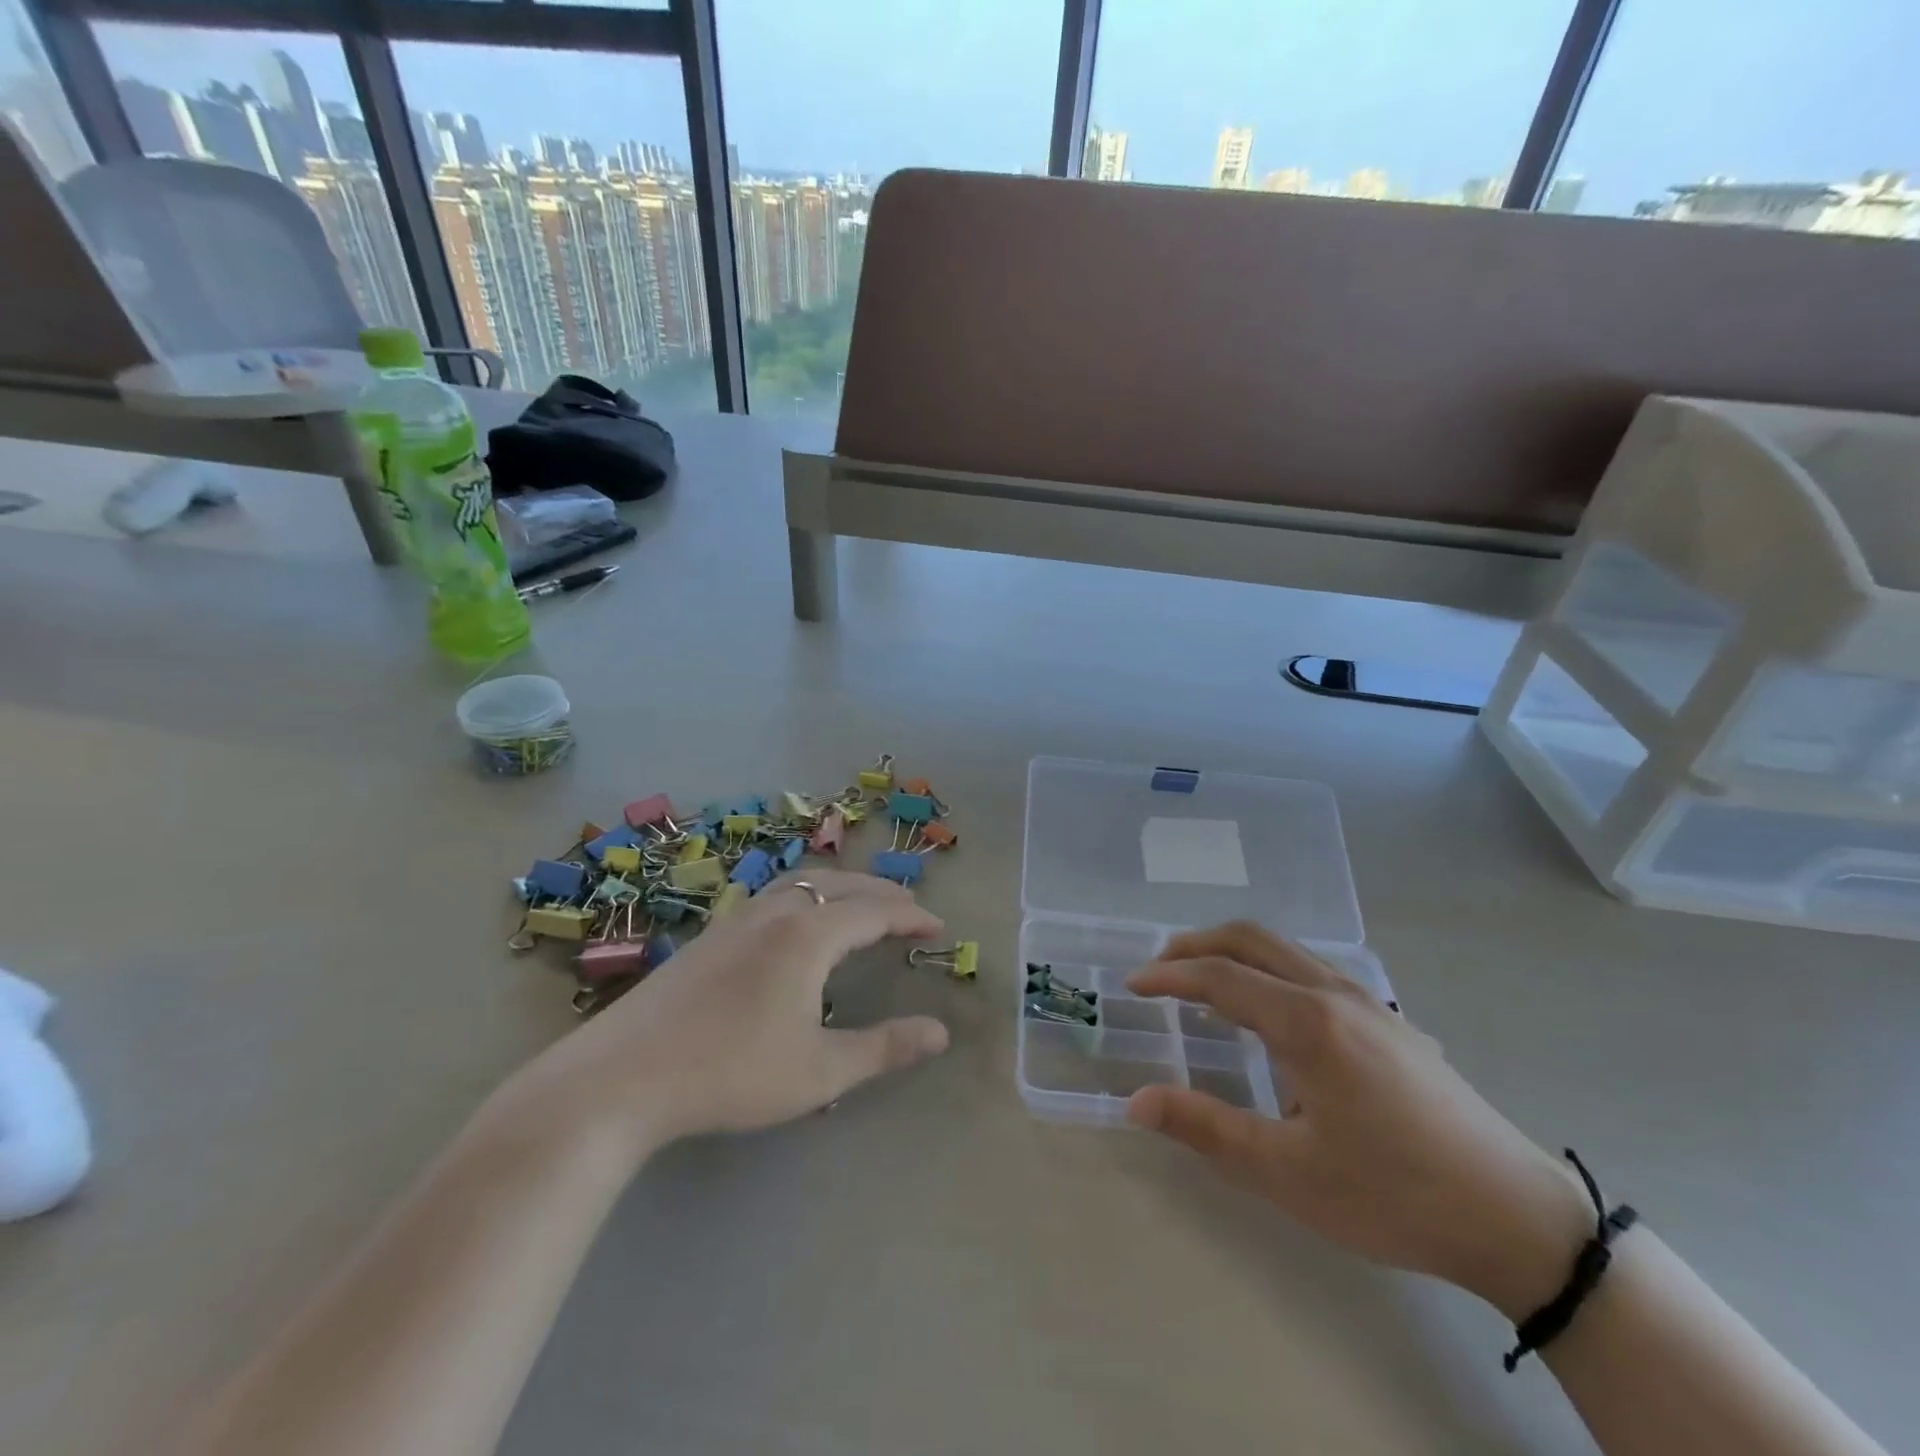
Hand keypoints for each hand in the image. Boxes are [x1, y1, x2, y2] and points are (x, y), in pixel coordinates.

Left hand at [503, 870, 949, 1157]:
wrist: (622, 1078)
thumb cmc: (731, 1073)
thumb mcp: (819, 1071)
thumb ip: (884, 1048)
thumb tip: (941, 1032)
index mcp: (808, 935)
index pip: (874, 911)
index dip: (910, 916)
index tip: (938, 927)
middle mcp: (775, 912)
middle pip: (840, 885)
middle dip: (880, 893)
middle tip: (909, 909)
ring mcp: (736, 919)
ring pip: (802, 883)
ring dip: (841, 888)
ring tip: (860, 906)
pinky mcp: (710, 935)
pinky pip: (774, 896)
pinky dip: (807, 896)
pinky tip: (796, 925)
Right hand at [1127, 923, 1595, 1319]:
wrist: (1518, 1217)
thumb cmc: (1393, 1194)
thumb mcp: (1289, 1173)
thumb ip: (1207, 1129)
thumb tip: (1136, 1102)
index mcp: (1307, 1021)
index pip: (1220, 976)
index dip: (1169, 975)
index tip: (1132, 985)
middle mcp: (1334, 993)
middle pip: (1250, 939)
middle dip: (1197, 945)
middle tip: (1159, 970)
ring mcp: (1368, 1001)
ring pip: (1284, 949)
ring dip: (1234, 953)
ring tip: (1202, 985)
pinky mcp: (1389, 1020)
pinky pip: (1310, 969)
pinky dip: (1267, 969)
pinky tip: (1267, 1013)